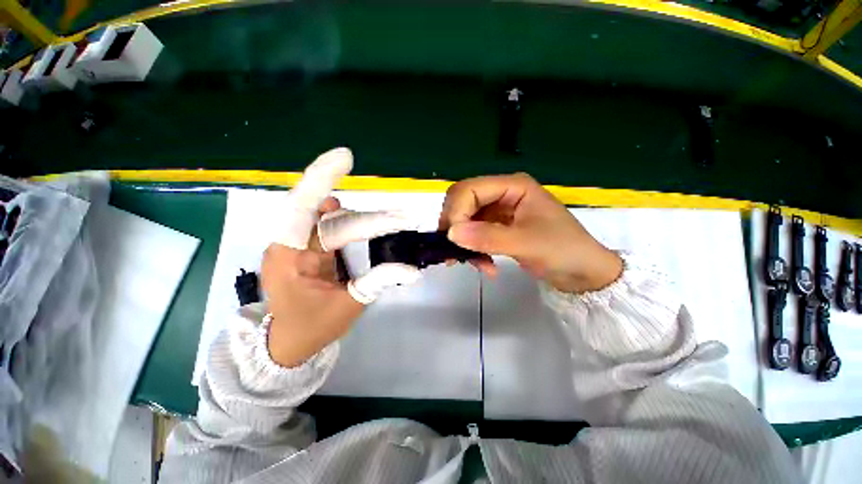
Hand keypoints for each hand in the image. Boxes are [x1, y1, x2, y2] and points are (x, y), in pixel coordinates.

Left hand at [261, 148, 419, 367]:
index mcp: (288, 255)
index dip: (321, 179)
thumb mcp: (348, 305)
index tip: (346, 157)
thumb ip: (378, 281)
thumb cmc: (312, 328)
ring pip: (334, 220)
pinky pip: (333, 228)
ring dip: (365, 221)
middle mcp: (291, 242)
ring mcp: (301, 243)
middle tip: (403, 220)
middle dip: (369, 220)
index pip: (302, 208)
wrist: (290, 343)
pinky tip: (373, 224)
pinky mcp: (312, 247)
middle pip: (331, 217)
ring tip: (396, 222)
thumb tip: (413, 270)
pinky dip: (355, 224)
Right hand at [438, 173, 621, 292]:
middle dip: (456, 228)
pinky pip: (474, 234)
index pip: (468, 189)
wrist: (583, 272)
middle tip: (455, 253)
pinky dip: (473, 250)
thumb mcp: (526, 243)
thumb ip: (487, 237)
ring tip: (477, 265)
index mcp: (512, 186)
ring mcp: (499, 211)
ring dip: (464, 243)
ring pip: (465, 220)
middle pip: (462, 203)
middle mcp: (502, 193)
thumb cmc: (563, 250)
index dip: (456, 212)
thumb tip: (451, 234)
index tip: (453, 239)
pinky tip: (485, 266)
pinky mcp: (498, 227)